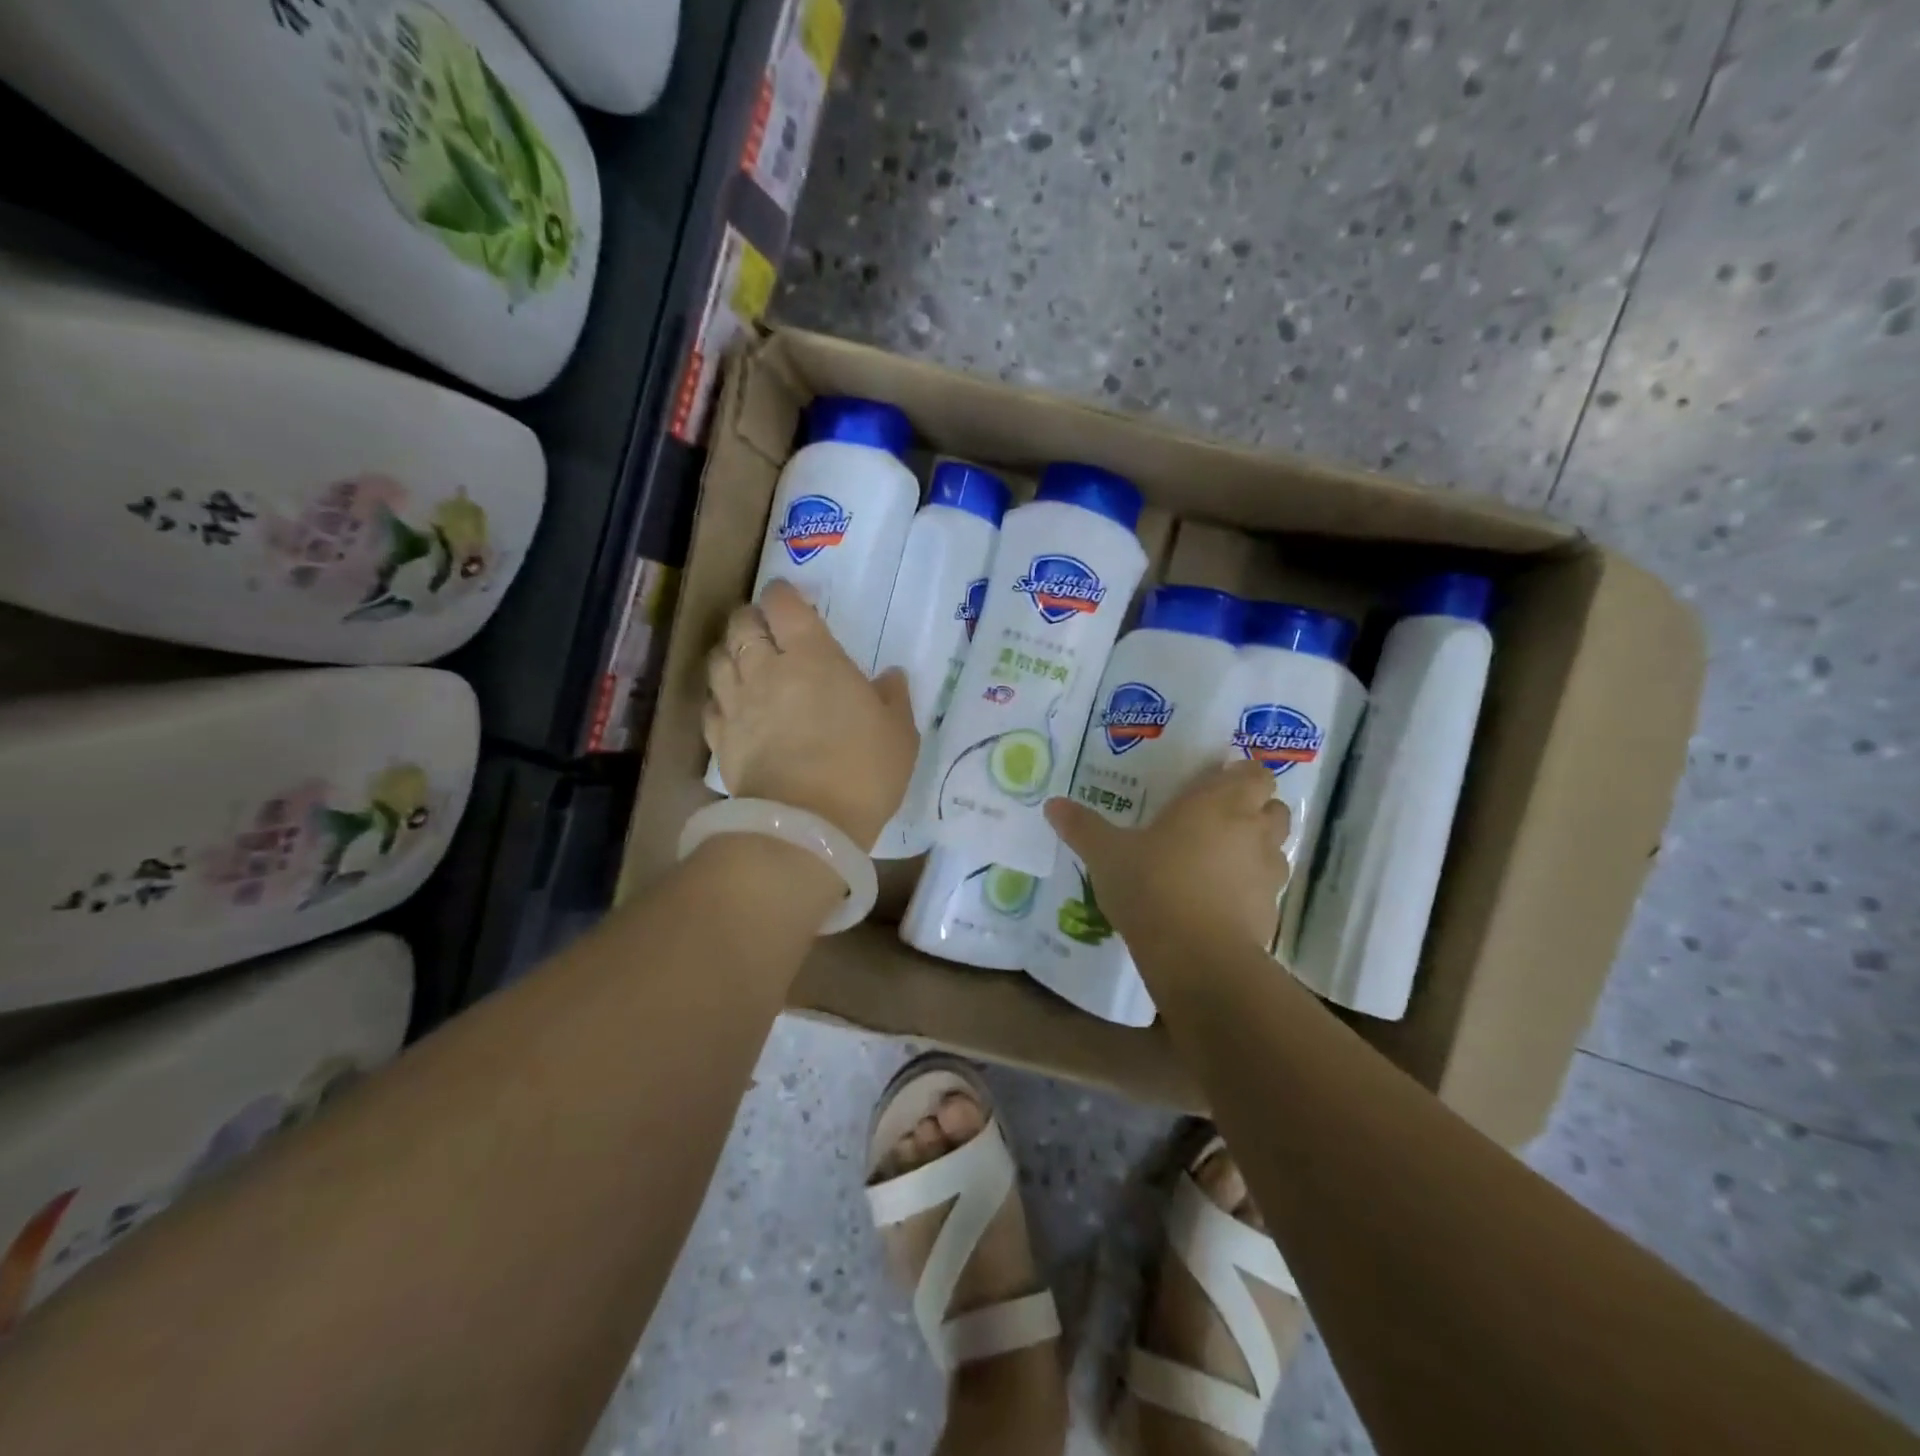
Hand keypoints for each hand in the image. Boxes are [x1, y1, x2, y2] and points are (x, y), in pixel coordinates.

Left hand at [704, 579, 917, 848]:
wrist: (808, 824)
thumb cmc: (863, 770)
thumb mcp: (899, 733)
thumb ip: (893, 698)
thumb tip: (890, 675)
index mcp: (814, 657)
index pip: (784, 605)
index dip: (783, 593)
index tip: (789, 595)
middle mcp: (767, 670)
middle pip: (742, 626)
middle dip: (751, 617)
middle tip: (764, 625)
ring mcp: (738, 704)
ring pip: (718, 659)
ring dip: (729, 651)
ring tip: (741, 657)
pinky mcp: (721, 738)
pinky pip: (709, 704)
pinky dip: (717, 696)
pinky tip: (728, 704)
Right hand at [1043, 760, 1290, 950]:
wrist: (1196, 955)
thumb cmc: (1153, 884)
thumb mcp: (1107, 854)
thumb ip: (1082, 827)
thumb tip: (1053, 805)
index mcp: (1220, 802)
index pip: (1255, 773)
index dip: (1240, 777)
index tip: (1213, 786)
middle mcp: (1253, 830)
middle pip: (1274, 808)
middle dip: (1254, 810)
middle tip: (1216, 821)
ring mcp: (1268, 873)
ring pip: (1275, 848)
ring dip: (1255, 849)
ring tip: (1218, 861)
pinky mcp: (1271, 912)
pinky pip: (1266, 890)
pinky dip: (1250, 889)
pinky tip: (1218, 902)